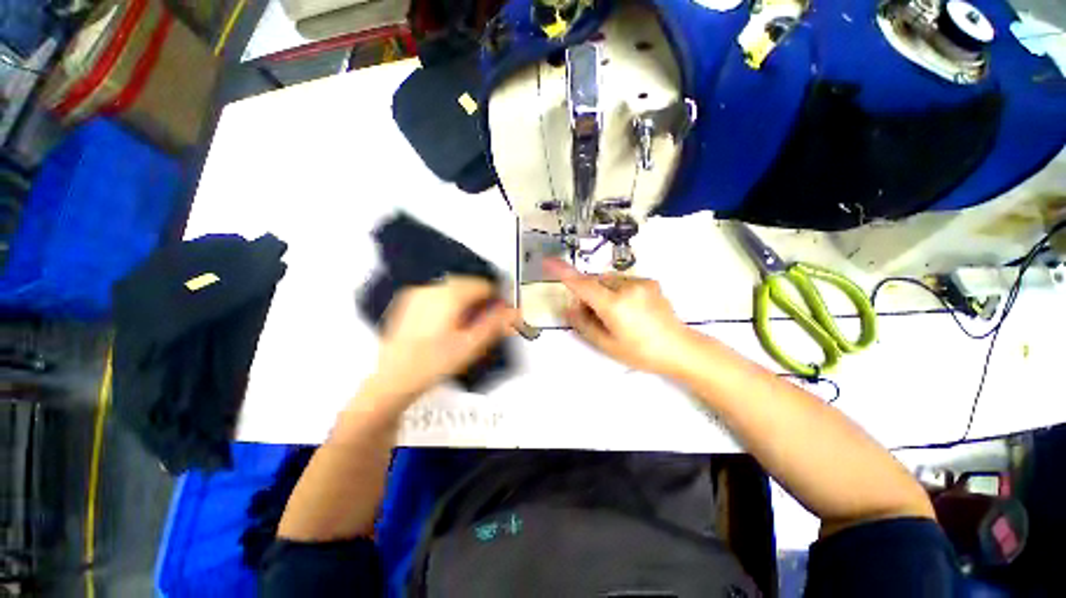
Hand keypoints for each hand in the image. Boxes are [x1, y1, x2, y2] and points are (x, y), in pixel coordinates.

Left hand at [361, 277, 518, 406]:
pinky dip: (450, 302)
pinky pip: (437, 294)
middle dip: (481, 299)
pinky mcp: (409, 302)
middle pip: (467, 284)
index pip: (483, 285)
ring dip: (466, 300)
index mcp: (448, 296)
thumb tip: (515, 311)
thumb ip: (496, 324)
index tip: (502, 312)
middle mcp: (432, 289)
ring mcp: (417, 294)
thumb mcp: (471, 346)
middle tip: (487, 320)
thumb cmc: (432, 364)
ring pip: (452, 288)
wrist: (393, 379)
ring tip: (469, 324)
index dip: (497, 298)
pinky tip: (449, 323)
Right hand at [545, 258, 694, 374]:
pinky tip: (629, 308)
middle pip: (595, 281)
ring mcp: (640, 282)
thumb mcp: (606, 344)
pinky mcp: (650, 281)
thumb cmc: (640, 352)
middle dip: (588, 293)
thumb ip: (583, 323)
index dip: (563, 272)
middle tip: (594, 314)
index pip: (582, 285)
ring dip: (603, 291)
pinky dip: (617, 290)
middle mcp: (627, 288)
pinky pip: (623, 281)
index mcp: (614, 305)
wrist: (680, 348)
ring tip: (616, 313)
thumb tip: (569, 307)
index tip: (548, 261)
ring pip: (608, 280)